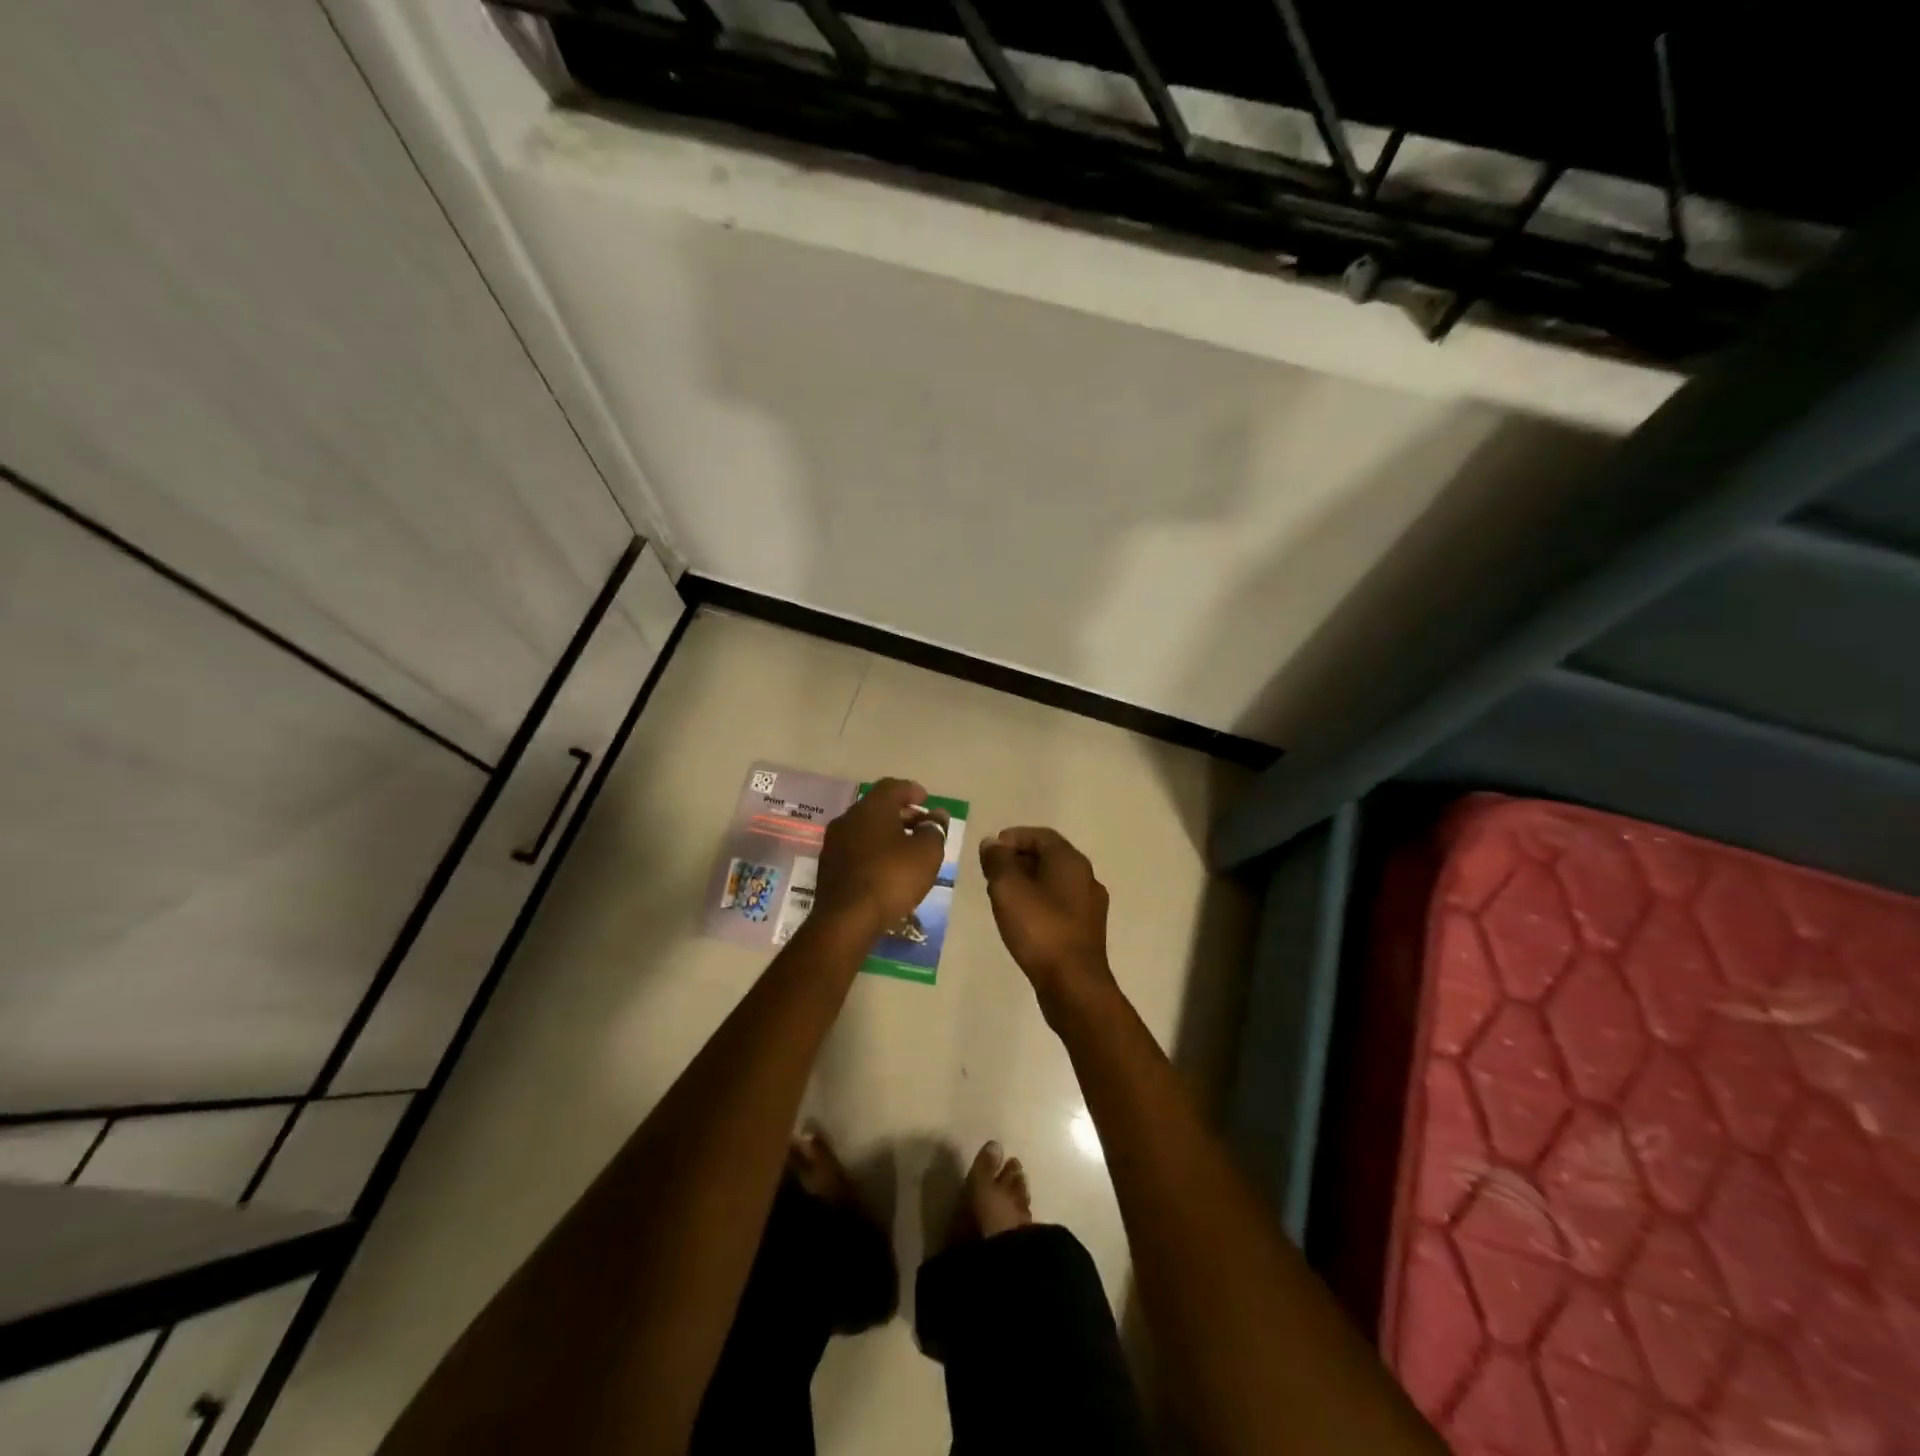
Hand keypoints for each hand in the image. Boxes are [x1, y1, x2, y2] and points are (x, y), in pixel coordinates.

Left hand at [814, 778, 948, 933]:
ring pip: (865, 828)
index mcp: (872, 807)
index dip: (912, 790)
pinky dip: (873, 851)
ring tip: (907, 850)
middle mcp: (848, 818)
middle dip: (902, 814)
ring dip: (887, 834)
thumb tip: (937, 816)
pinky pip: (856, 849)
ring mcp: (834, 843)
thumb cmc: (891, 878)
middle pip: (878, 807)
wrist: (846, 920)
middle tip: (922, 827)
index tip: (926, 800)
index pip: (893, 786)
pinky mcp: (828, 866)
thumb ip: (934, 829)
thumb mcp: (926, 853)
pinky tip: (886, 868)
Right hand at [978, 827, 1113, 1009]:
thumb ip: (998, 861)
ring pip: (1054, 882)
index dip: (1013, 837)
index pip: (1041, 835)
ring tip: (1001, 894)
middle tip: (991, 872)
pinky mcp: (1086, 930)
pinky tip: (1021, 918)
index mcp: (1070, 861)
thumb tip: (992, 843)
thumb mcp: (1008, 890)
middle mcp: (1086, 877)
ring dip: (1027, 882)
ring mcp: (1089, 905)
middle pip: (1049, 857)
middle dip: (1018, 859)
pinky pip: (1059, 904)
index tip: (990, 850)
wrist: (1073, 984)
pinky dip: (1038, 901)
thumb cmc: (1040, 930)